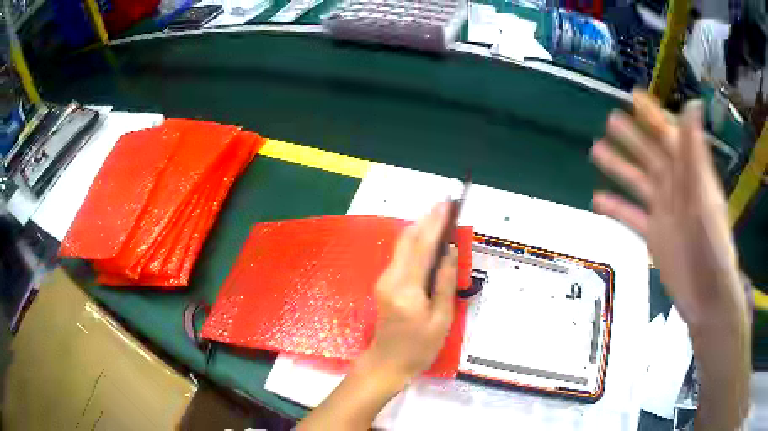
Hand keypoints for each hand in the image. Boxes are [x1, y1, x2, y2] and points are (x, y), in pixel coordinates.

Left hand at [299, 204, 458, 430]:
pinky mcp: (384, 284)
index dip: (435, 223)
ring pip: (402, 246)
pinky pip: (401, 256)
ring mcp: (384, 280)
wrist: (386, 363)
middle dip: (426, 220)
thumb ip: (444, 283)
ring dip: (420, 229)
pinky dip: (415, 243)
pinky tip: (428, 239)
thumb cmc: (418, 348)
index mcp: (406, 288)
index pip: (422, 247)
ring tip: (439, 216)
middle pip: (407, 240)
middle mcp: (390, 278)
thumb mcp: (440, 319)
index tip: (446, 204)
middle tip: (444, 205)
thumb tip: (450, 251)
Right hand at [591, 90, 746, 330]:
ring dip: (619, 166)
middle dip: (632, 137)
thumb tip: (692, 105)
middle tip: (610, 119)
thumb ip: (697, 153)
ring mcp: (664, 212)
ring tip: (596, 150)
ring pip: (638, 182)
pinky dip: (616, 208)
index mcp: (691, 175)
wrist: (706, 296)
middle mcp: (676, 188)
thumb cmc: (712, 247)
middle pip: (651, 156)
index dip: (654, 116)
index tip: (635, 97)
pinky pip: (632, 217)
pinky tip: (596, 199)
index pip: (670, 137)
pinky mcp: (654, 236)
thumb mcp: (706, 198)